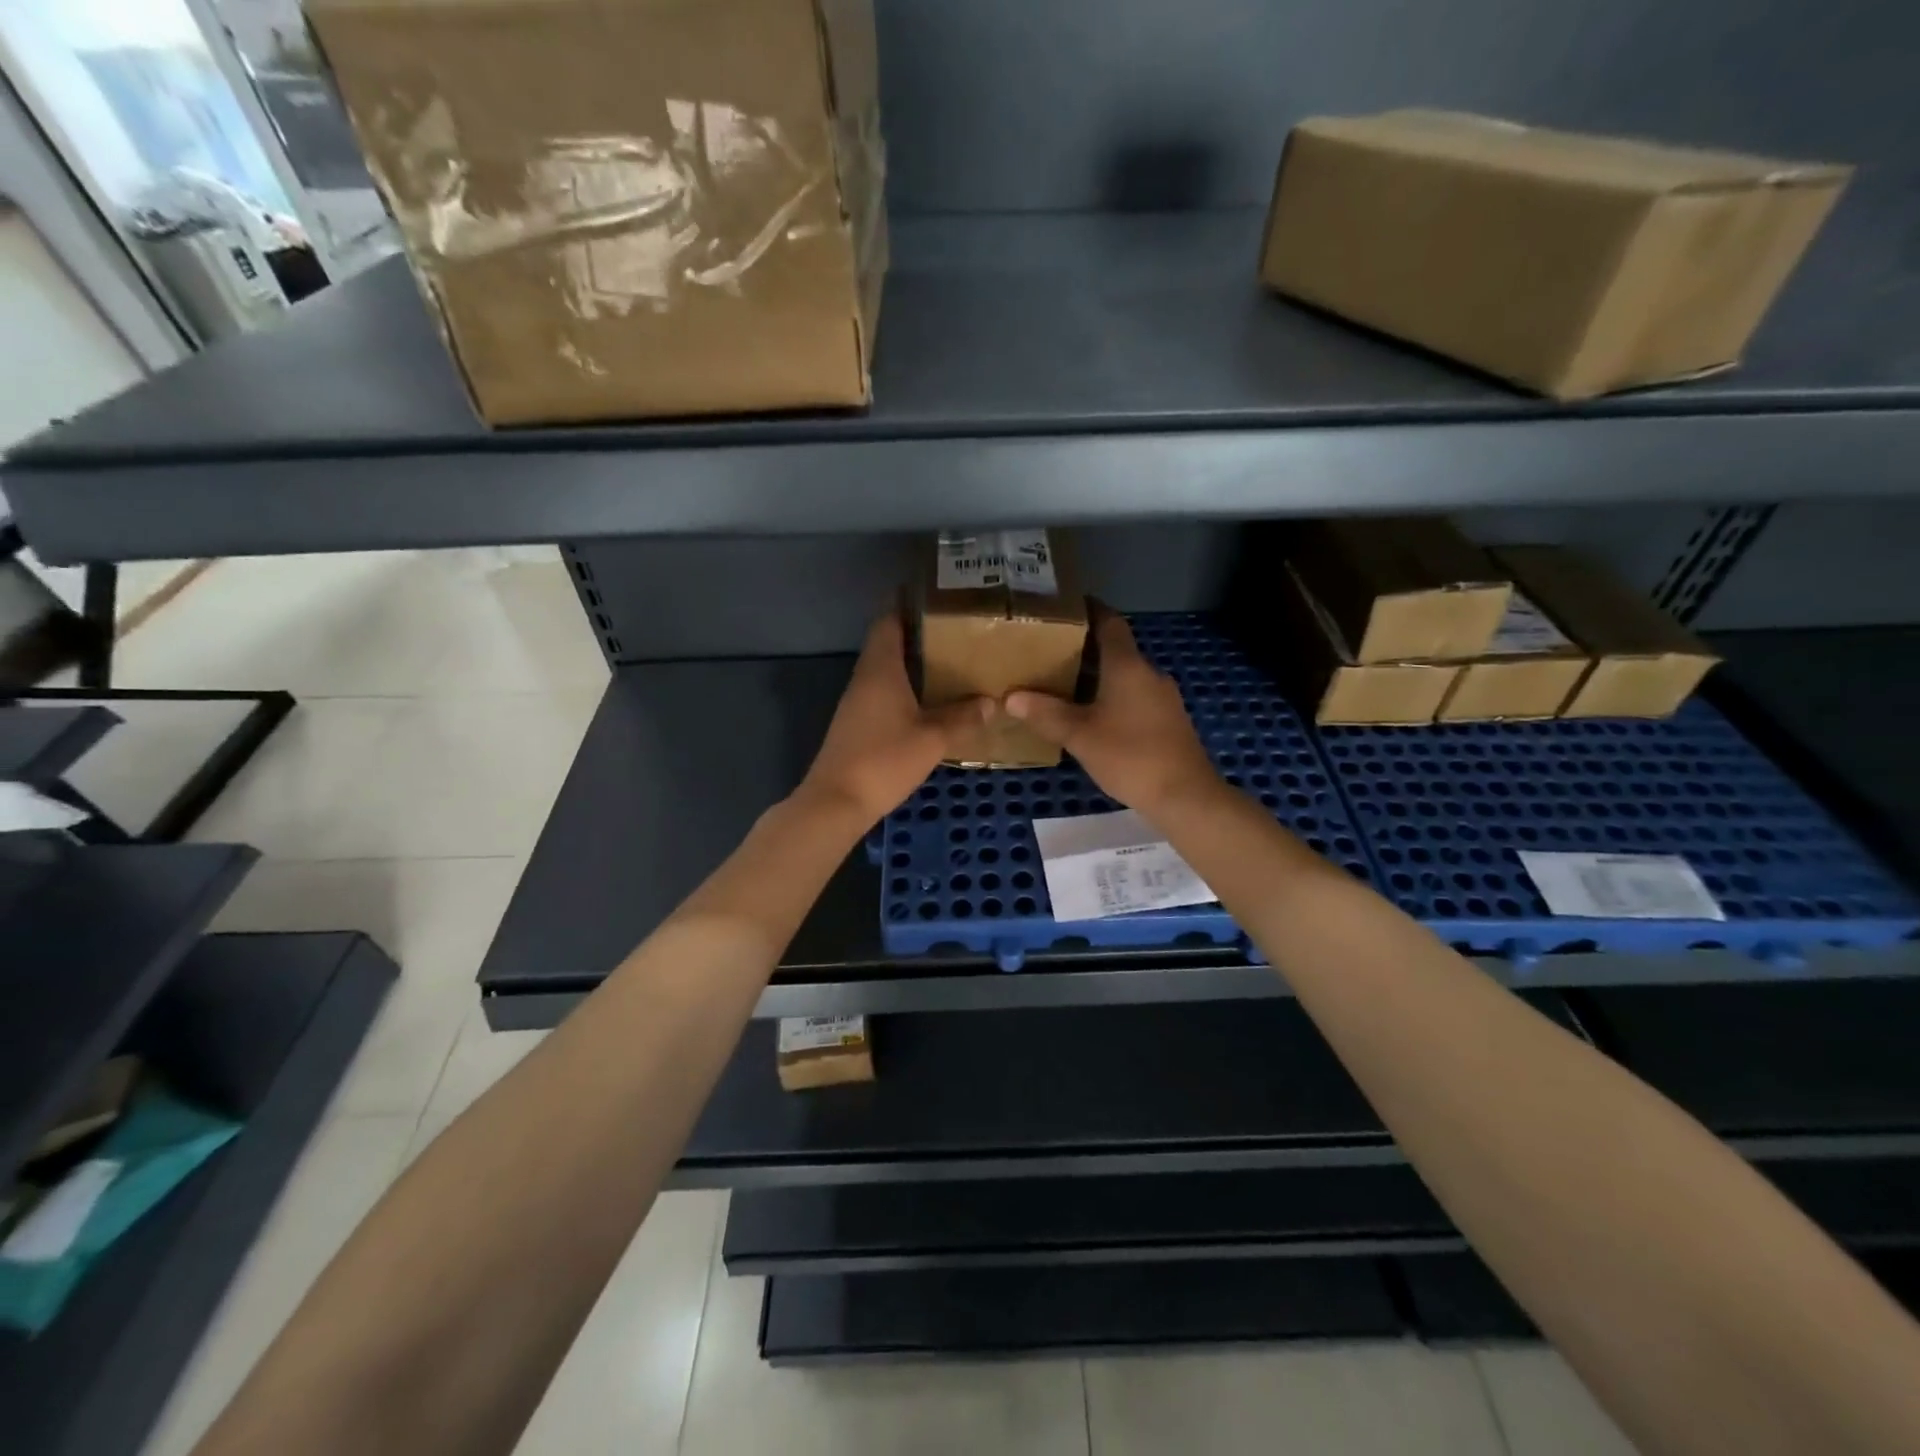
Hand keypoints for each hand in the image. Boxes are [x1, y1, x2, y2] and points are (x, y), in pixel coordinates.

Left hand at [799, 613, 988, 827]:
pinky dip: (906, 689)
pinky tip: (930, 701)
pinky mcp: (858, 724)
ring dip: (913, 664)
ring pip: (887, 671)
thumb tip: (991, 702)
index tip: (935, 596)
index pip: (889, 621)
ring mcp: (858, 702)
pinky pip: (884, 694)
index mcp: (880, 669)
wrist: (837, 801)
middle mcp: (865, 678)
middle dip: (919, 635)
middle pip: (889, 643)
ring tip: (951, 662)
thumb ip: (963, 718)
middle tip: (956, 631)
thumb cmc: (883, 760)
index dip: (907, 605)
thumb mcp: (932, 738)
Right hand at [1005, 609, 1221, 820]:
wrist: (1185, 795)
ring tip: (1064, 684)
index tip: (1066, 606)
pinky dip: (1112, 697)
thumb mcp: (1080, 735)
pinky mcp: (1168, 720)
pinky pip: (1135, 696)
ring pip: (1125, 676)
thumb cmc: (1130, 756)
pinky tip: (1093, 716)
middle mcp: (1148, 673)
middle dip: (1085, 648)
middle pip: (1116, 649)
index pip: (1110, 622)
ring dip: (1098, 676)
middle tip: (1049, 652)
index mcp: (1128, 666)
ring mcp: (1163, 697)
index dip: (1090, 610)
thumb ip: (1046, 714)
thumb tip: (1010, 697)